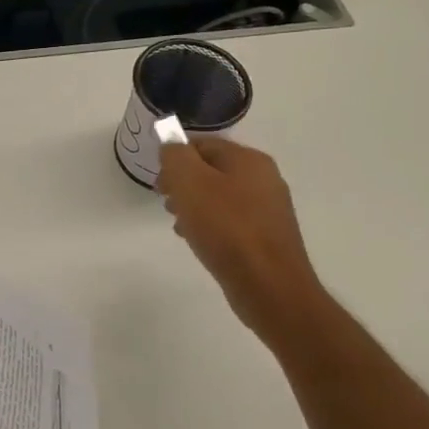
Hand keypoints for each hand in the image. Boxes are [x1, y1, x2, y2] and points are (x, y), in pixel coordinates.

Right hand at [157, 138, 331, 347]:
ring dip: (194, 206)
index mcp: (249, 160)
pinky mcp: (267, 237)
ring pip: (219, 197)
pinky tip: (198, 242)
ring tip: (180, 225)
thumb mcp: (190, 183)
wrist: (269, 287)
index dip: (175, 159)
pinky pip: (230, 221)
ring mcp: (268, 209)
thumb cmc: (226, 229)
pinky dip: (210, 226)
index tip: (159, 183)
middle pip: (212, 170)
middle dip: (183, 184)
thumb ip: (175, 155)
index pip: (202, 144)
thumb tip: (170, 142)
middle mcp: (264, 179)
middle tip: (167, 203)